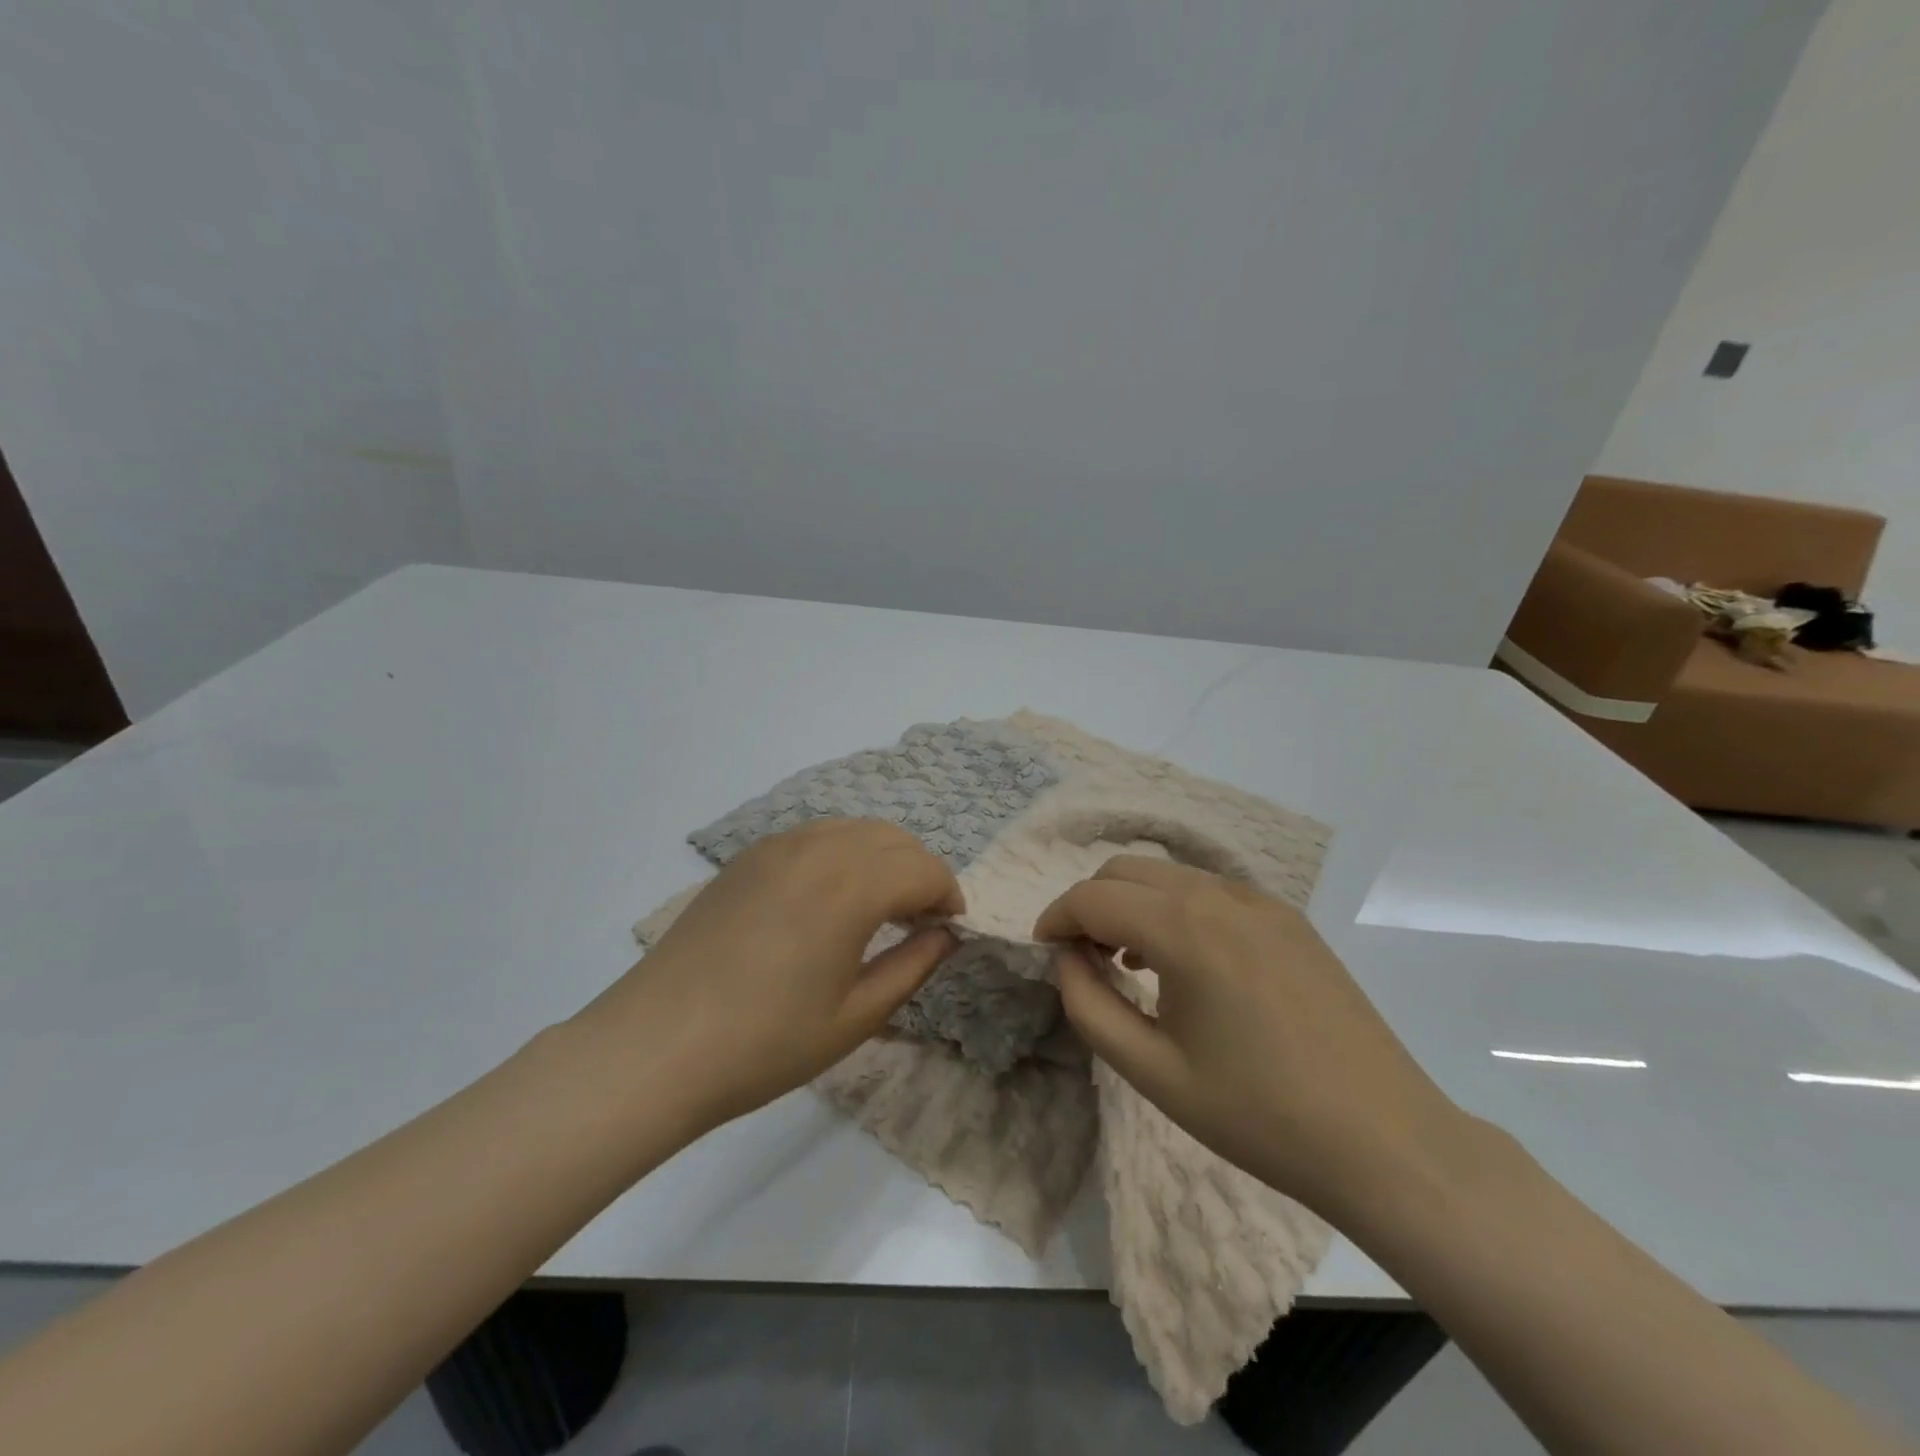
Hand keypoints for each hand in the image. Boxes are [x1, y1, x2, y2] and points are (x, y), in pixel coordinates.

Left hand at [579, 819, 962, 1130]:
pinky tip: (830, 898)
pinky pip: (815, 836)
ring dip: (882, 858)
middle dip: (920, 872)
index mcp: (851, 886)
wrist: (655, 1047)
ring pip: (854, 829)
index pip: (924, 869)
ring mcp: (777, 846)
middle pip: (893, 839)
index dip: (948, 896)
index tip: (950, 930)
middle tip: (920, 921)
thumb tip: (945, 936)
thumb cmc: (764, 1043)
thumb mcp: (855, 1017)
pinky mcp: (747, 857)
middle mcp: (818, 849)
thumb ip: (913, 967)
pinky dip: (843, 853)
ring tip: (879, 907)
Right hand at [1035, 856, 1463, 1216]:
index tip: (1043, 951)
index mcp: (1185, 930)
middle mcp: (1220, 896)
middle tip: (1083, 959)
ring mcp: (1261, 901)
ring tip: (1130, 964)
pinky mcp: (1288, 918)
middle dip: (1091, 904)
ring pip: (1169, 875)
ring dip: (1133, 903)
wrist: (1386, 1142)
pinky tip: (1186, 964)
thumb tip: (1065, 960)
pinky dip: (1176, 908)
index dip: (1056, 918)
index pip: (1094, 897)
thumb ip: (1090, 1007)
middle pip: (1127, 870)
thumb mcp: (1154, 1073)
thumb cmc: (1260, 1115)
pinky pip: (1210, 891)